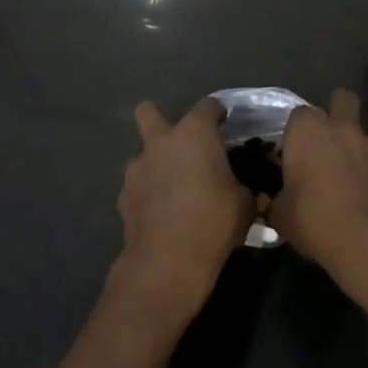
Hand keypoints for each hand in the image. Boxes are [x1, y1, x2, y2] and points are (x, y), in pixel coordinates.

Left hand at [111, 98, 254, 327]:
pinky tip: (158, 210)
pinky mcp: (123, 195)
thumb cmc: (213, 222)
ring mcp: (137, 167)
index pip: (207, 106)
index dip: (217, 112)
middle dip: (158, 118)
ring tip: (169, 184)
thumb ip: (239, 185)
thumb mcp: (243, 204)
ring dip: (153, 160)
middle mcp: (161, 141)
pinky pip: (136, 183)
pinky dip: (146, 190)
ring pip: (140, 151)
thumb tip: (238, 188)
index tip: (224, 123)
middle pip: (148, 111)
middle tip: (178, 141)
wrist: (167, 262)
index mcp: (194, 133)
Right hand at [270, 89, 367, 307]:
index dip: (298, 131)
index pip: (299, 114)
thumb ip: (280, 197)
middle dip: (338, 111)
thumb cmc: (316, 223)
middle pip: (342, 99)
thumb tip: (280, 200)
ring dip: (361, 153)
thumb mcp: (281, 215)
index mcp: (308, 132)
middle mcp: (344, 128)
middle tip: (331, 142)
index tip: (296, 152)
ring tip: (356, 184)